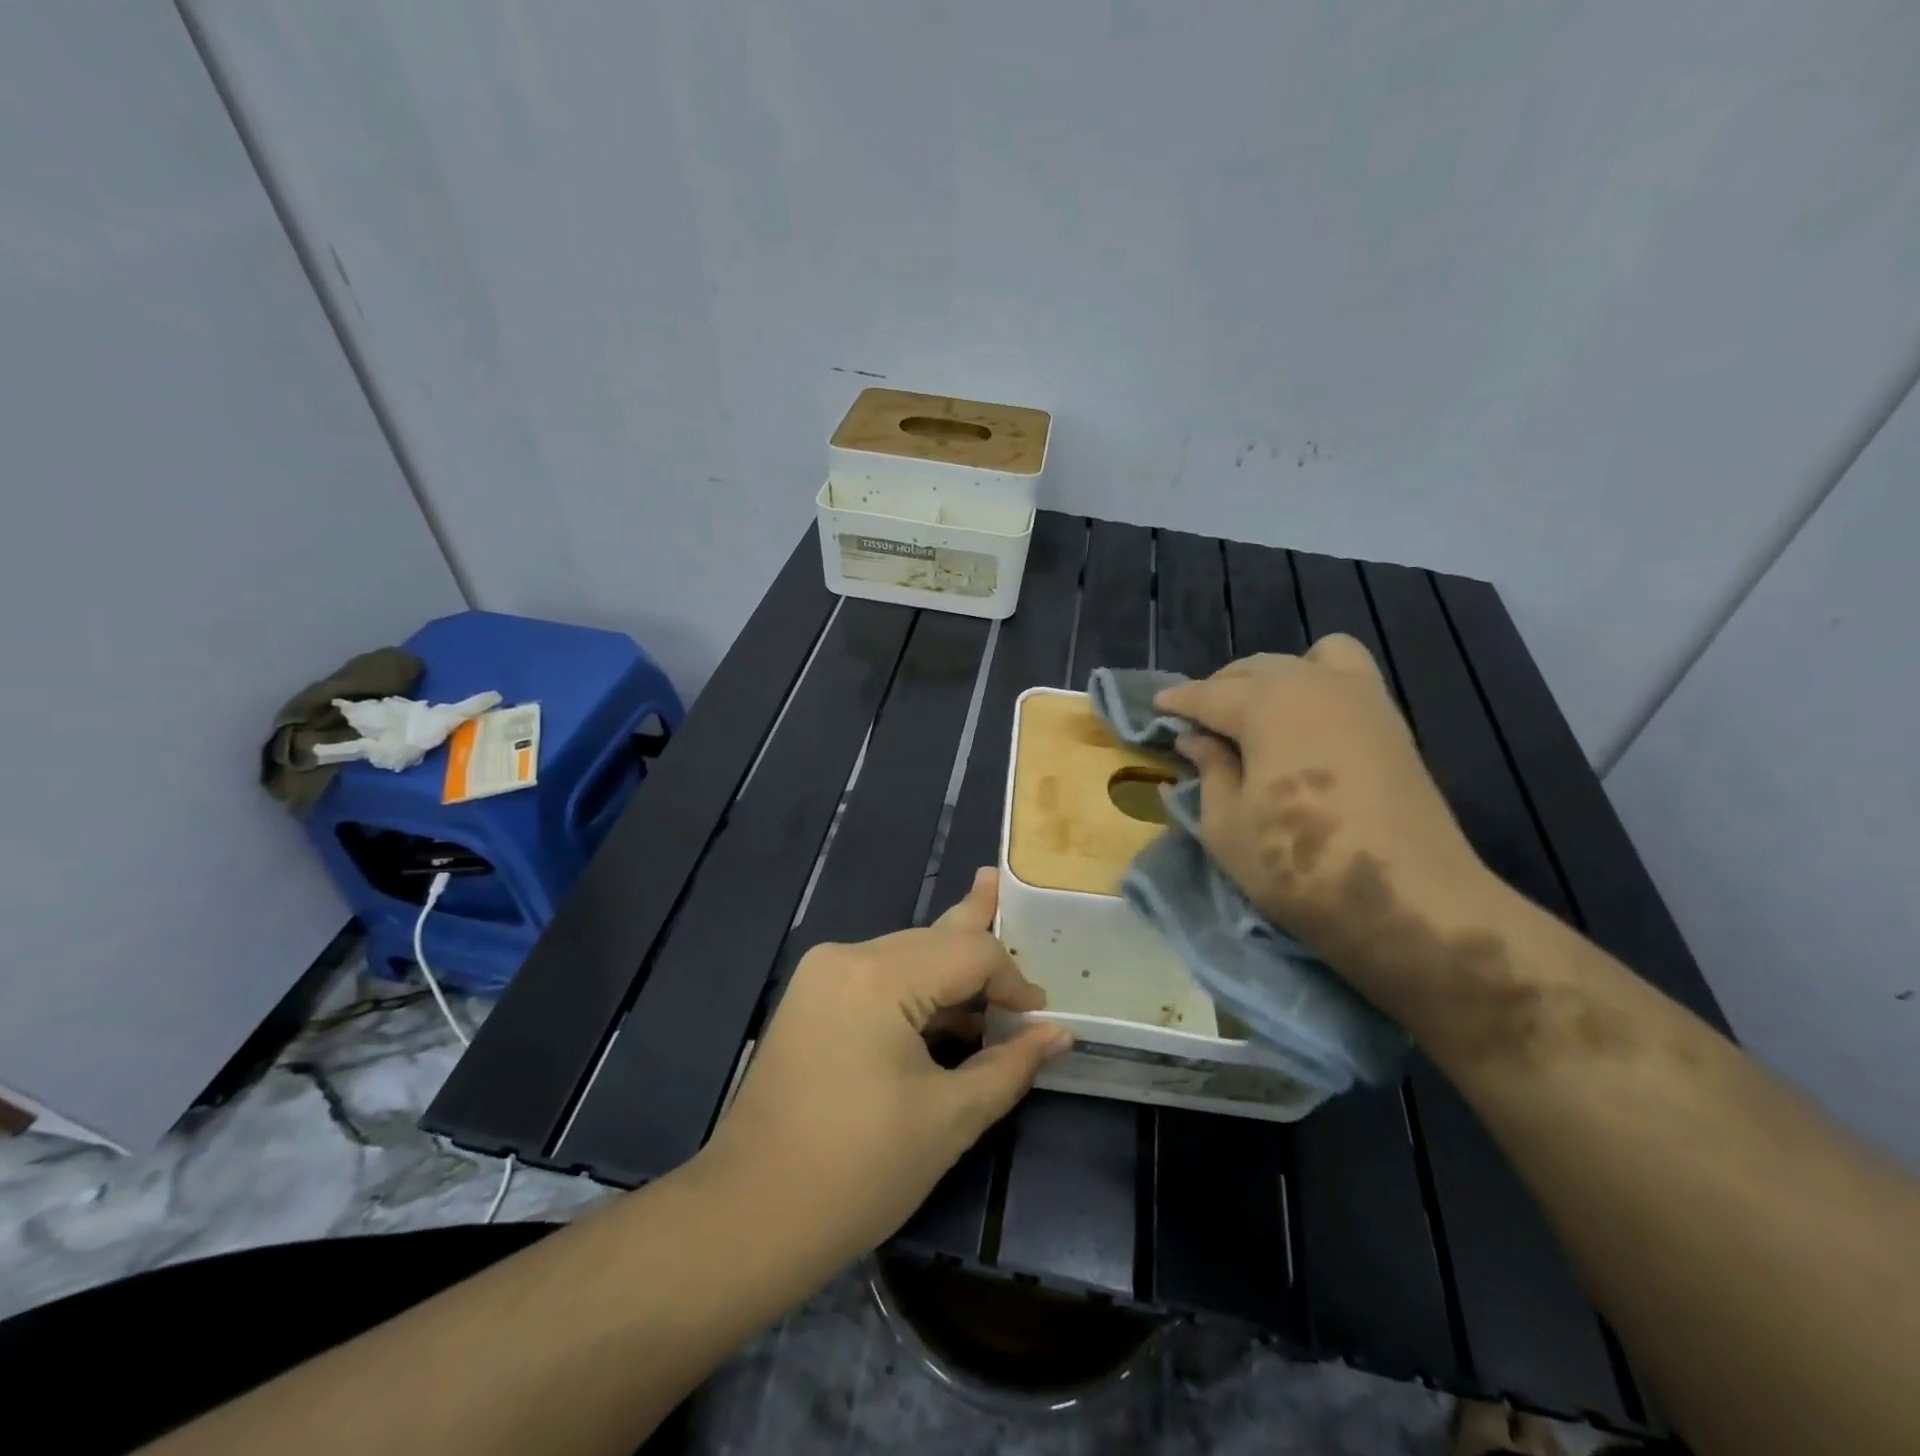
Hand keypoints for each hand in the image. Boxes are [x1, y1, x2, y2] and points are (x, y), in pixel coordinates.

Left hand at [698, 868, 1069, 1263]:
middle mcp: (846, 958)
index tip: (1038, 1016)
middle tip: (997, 881)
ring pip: (904, 957)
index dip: (1012, 980)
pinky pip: (878, 979)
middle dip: (974, 938)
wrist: (748, 1218)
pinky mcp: (810, 1002)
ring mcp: (821, 977)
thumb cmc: (858, 1172)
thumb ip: (1009, 1065)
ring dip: (946, 965)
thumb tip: (1058, 1034)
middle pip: (931, 940)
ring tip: (981, 914)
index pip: (968, 952)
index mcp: (878, 977)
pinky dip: (916, 989)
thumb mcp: (948, 1119)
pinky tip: (945, 996)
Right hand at [1154, 636, 1492, 1010]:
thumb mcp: (1226, 826)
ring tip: (1257, 716)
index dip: (1178, 702)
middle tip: (1201, 722)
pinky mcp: (1393, 724)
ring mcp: (1363, 698)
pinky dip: (1317, 686)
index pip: (1209, 693)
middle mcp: (1314, 684)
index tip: (1157, 708)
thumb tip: (1198, 740)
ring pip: (1309, 659)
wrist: (1409, 901)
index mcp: (1267, 704)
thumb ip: (1209, 771)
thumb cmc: (1298, 865)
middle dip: (1221, 687)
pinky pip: (1347, 679)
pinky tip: (1303, 729)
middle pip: (1256, 669)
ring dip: (1274, 678)